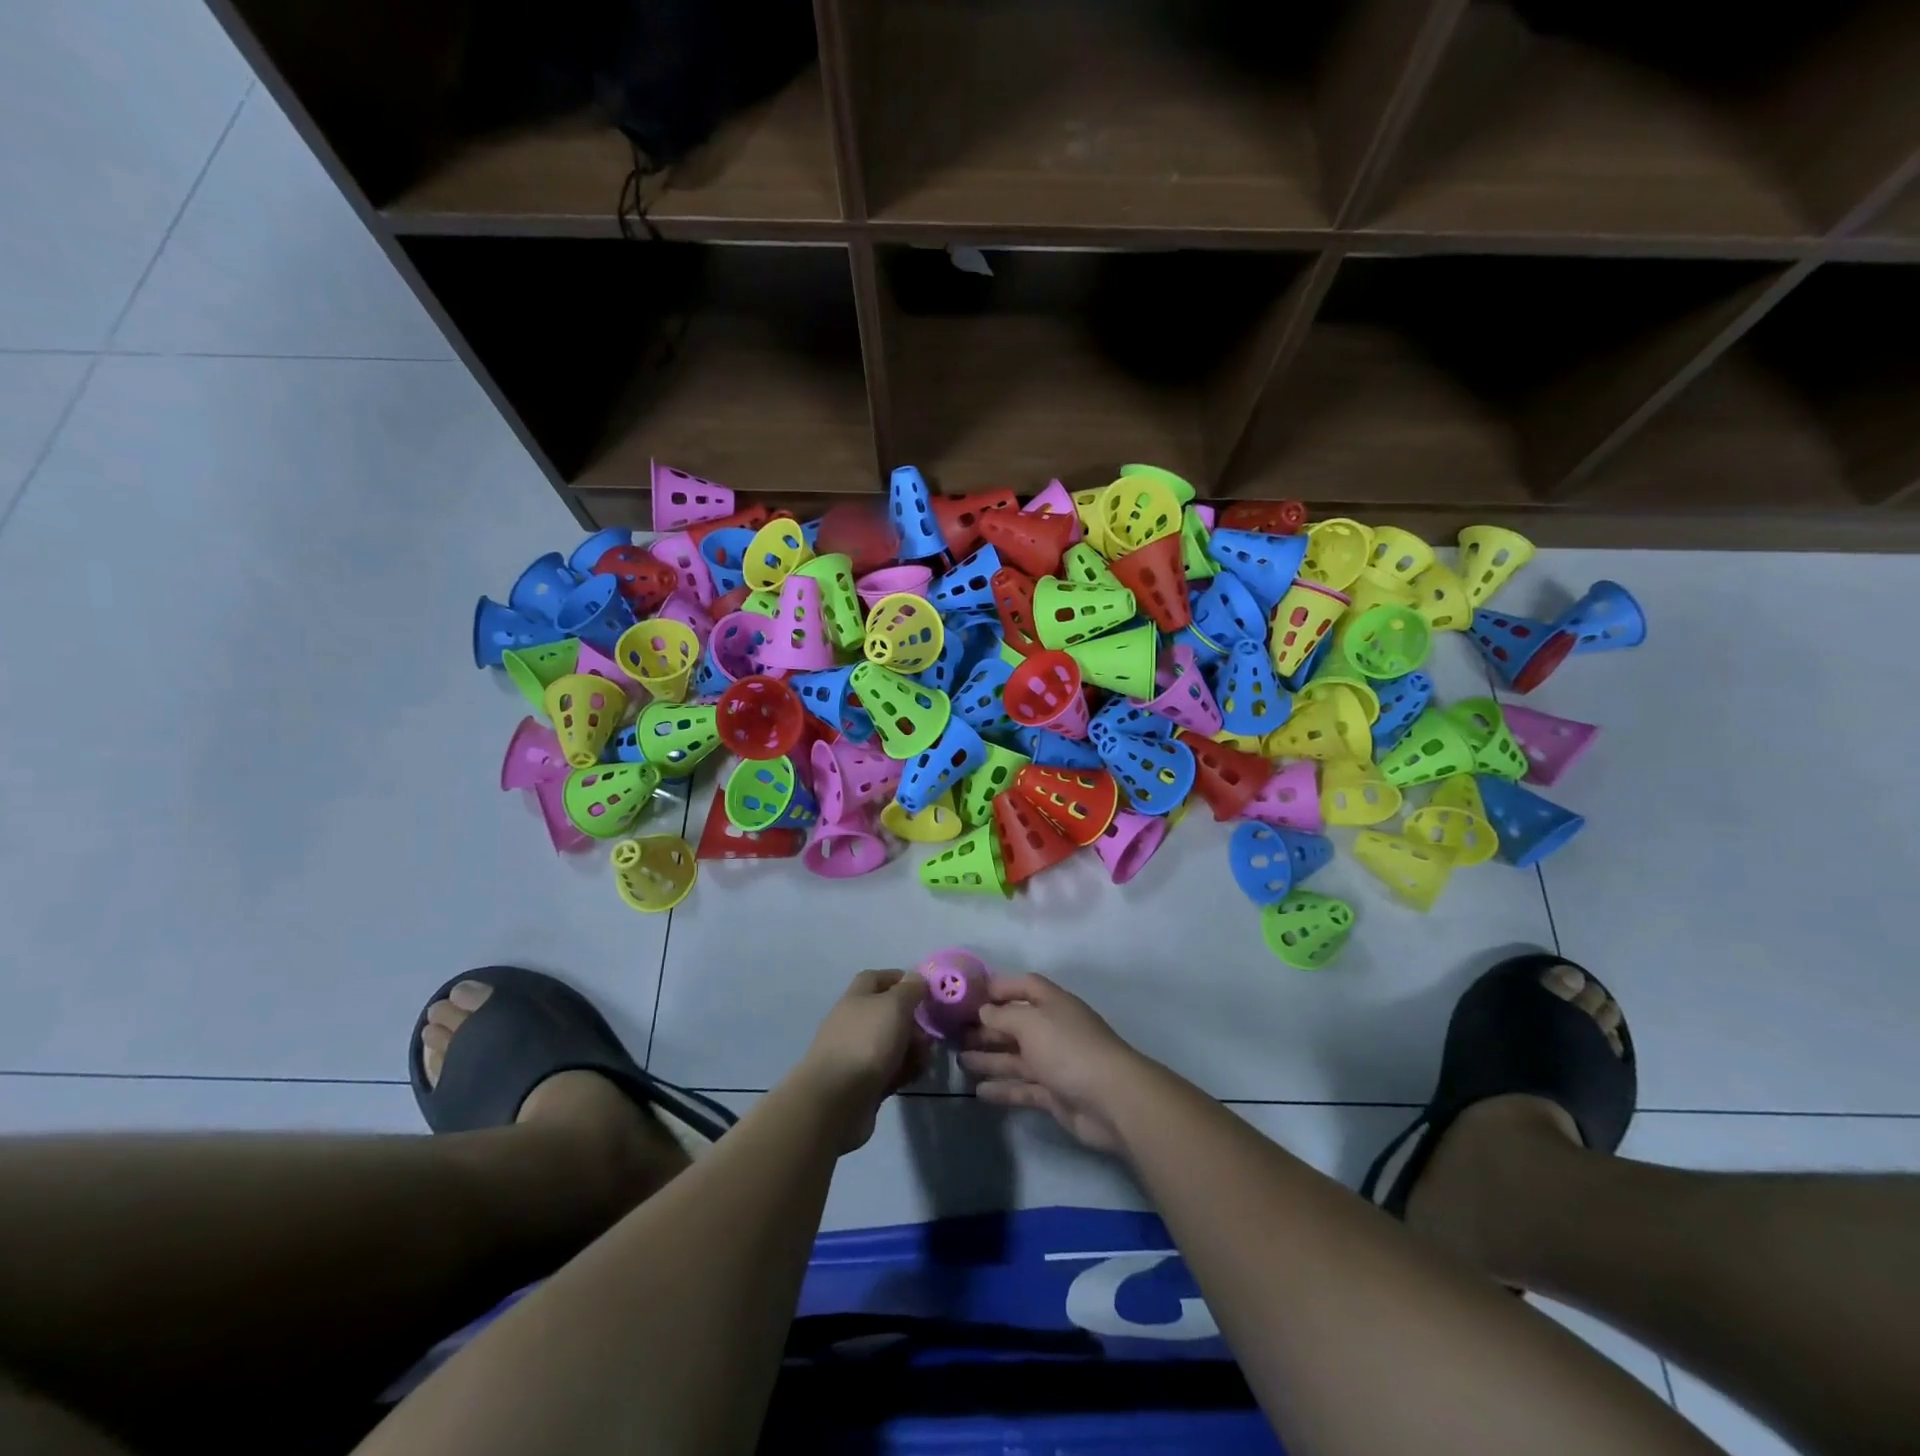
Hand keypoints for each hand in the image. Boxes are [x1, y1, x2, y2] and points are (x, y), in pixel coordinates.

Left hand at [795, 970, 929, 1151]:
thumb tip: (917, 977)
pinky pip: (889, 1070)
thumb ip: (910, 989)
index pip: (879, 978)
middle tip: (930, 1033)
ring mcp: (857, 1053)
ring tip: (923, 1060)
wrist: (835, 1101)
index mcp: (858, 997)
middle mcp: (855, 1021)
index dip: (903, 980)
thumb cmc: (866, 1042)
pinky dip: (903, 1071)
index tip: (927, 991)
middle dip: (914, 1022)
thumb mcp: (894, 1005)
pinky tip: (912, 1077)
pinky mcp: (862, 1083)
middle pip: (890, 1013)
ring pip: (892, 1043)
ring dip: (912, 1049)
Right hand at [958, 974, 1149, 1153]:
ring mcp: (1054, 1062)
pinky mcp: (1054, 1094)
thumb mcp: (1031, 1022)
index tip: (968, 995)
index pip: (1023, 985)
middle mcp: (1052, 1028)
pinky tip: (979, 1091)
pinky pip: (1023, 1087)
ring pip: (1016, 1057)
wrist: (1111, 1099)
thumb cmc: (1068, 1049)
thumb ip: (1004, 1014)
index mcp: (1052, 1003)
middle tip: (955, 1034)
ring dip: (989, 1058)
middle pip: (1015, 1023)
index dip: (998, 987)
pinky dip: (1002, 1088)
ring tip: (960, 1060)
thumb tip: (984, 1010)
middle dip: (987, 1027)